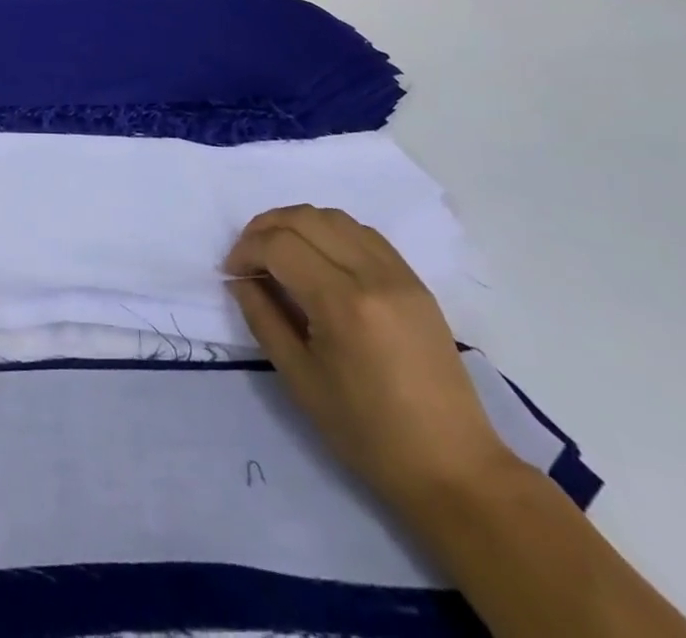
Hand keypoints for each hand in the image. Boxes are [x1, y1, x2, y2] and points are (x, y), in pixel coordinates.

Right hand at [224, 205, 521, 510]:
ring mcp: (399, 273)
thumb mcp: (300, 379)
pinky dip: (330, 231)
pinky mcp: (415, 281)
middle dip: (265, 228)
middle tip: (248, 256)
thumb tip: (239, 279)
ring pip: (334, 217)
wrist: (453, 467)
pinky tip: (319, 258)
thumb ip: (263, 318)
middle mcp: (372, 274)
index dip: (245, 250)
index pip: (279, 245)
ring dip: (296, 224)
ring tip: (279, 252)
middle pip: (304, 218)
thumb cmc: (368, 433)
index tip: (232, 273)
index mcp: (342, 303)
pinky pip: (363, 233)